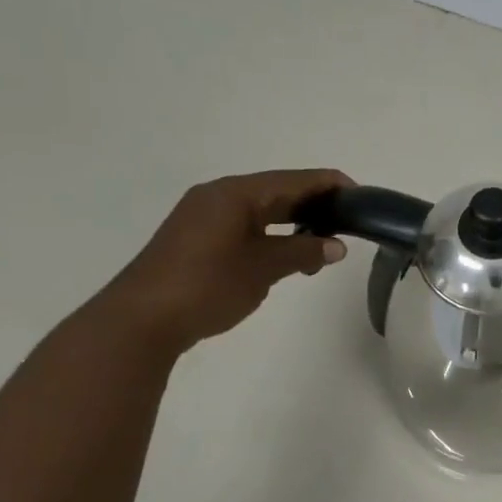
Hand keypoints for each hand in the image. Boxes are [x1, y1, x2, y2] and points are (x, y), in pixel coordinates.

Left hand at [94, 169, 354, 354]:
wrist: (139, 321)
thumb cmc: (207, 286)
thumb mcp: (263, 269)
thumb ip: (303, 253)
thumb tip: (336, 246)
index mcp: (236, 193)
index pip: (296, 180)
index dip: (331, 186)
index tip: (362, 199)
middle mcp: (219, 195)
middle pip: (278, 191)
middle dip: (314, 206)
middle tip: (348, 223)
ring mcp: (203, 216)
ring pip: (261, 210)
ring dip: (293, 224)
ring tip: (321, 247)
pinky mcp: (195, 238)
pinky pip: (244, 226)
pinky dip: (270, 235)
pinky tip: (285, 256)